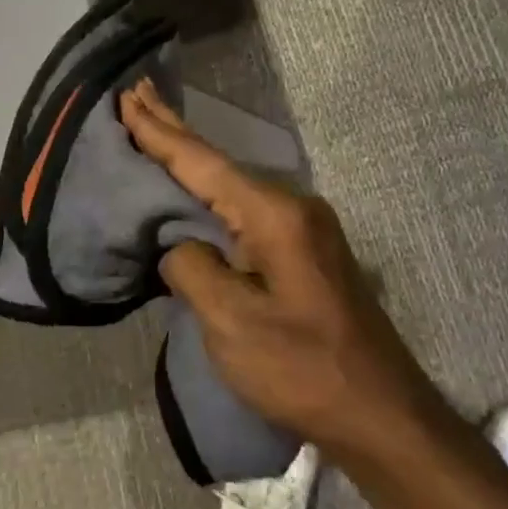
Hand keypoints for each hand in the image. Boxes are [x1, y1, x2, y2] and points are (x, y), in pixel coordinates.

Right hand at [117, 80, 427, 453]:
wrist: (381, 414)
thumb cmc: (303, 370)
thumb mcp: (232, 324)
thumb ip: (192, 270)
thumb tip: (179, 246)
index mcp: (274, 215)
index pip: (202, 164)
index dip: (159, 133)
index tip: (126, 98)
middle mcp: (293, 206)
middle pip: (219, 163)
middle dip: (174, 130)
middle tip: (136, 94)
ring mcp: (303, 227)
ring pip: (232, 184)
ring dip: (191, 159)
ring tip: (155, 129)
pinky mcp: (304, 251)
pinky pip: (246, 208)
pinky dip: (211, 191)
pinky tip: (195, 186)